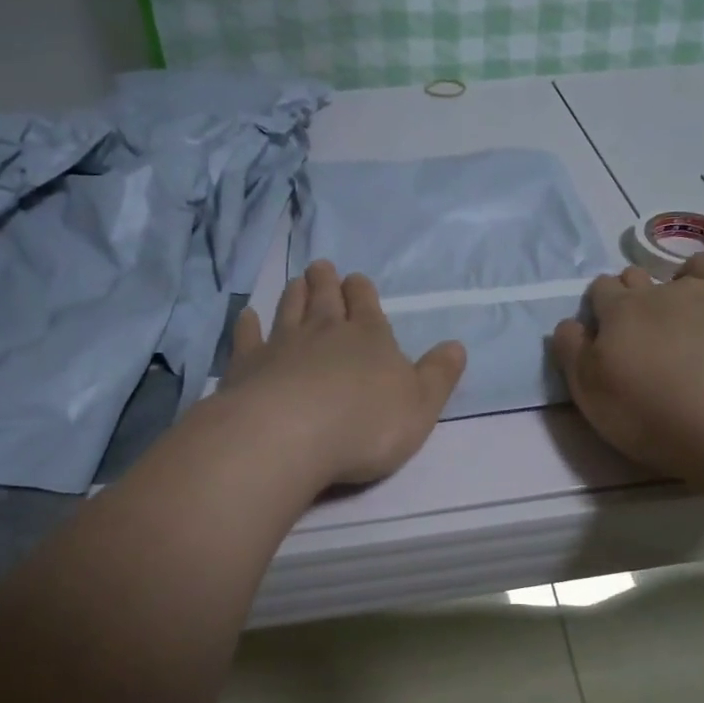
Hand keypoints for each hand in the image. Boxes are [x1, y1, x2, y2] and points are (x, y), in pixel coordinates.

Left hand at [220, 260, 466, 486]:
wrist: (291, 435)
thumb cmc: (366, 424)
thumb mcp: (421, 405)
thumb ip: (438, 375)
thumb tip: (456, 346)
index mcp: (369, 337)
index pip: (366, 305)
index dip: (362, 291)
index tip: (355, 278)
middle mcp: (325, 331)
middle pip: (325, 299)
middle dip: (325, 282)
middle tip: (320, 266)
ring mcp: (282, 345)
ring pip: (289, 310)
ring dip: (294, 294)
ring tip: (295, 280)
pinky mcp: (247, 366)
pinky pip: (248, 338)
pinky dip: (248, 326)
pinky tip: (247, 316)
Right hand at [550, 253, 703, 481]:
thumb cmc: (650, 414)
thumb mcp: (588, 392)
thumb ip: (571, 352)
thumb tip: (569, 324)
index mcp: (622, 310)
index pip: (602, 289)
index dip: (601, 303)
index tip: (605, 325)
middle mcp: (669, 291)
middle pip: (645, 275)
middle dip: (640, 290)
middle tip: (646, 323)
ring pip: (702, 266)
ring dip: (693, 278)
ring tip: (696, 306)